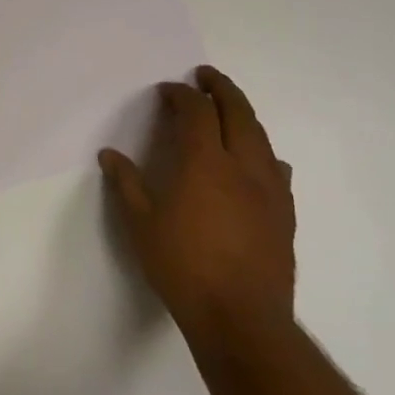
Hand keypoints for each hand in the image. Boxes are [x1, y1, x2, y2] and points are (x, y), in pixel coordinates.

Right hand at [99, 67, 294, 346]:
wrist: (240, 318)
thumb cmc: (183, 267)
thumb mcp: (140, 224)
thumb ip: (127, 184)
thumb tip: (109, 154)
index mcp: (206, 163)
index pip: (197, 112)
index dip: (181, 95)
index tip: (167, 91)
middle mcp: (243, 167)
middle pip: (238, 112)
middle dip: (221, 88)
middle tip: (205, 76)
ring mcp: (270, 190)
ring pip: (261, 136)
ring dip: (243, 114)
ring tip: (229, 109)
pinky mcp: (285, 214)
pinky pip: (276, 167)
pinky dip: (262, 150)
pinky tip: (257, 161)